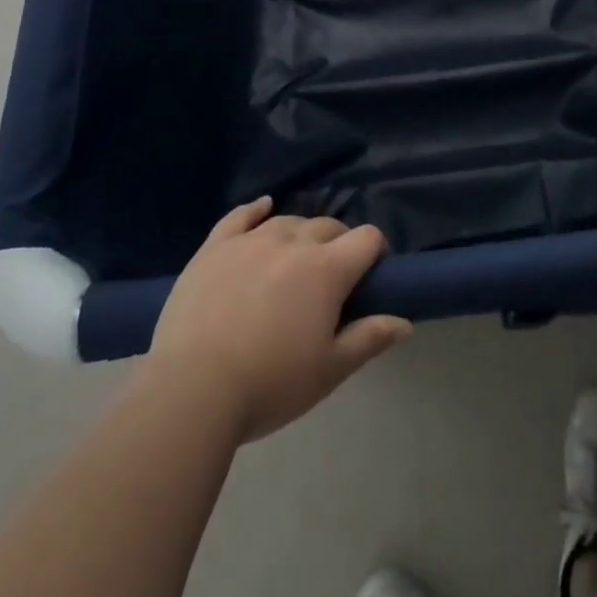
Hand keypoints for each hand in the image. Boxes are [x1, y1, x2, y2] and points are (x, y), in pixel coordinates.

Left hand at [145, 198, 411, 441]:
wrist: (192, 390)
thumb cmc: (269, 384)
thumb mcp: (329, 370)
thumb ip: (369, 338)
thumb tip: (404, 320)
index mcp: (327, 269)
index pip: (367, 239)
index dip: (376, 251)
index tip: (371, 275)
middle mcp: (294, 241)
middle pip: (329, 226)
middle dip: (339, 244)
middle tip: (331, 279)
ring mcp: (251, 239)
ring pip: (288, 221)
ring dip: (301, 234)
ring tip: (296, 259)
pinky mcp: (215, 246)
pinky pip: (241, 216)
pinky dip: (256, 209)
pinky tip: (264, 207)